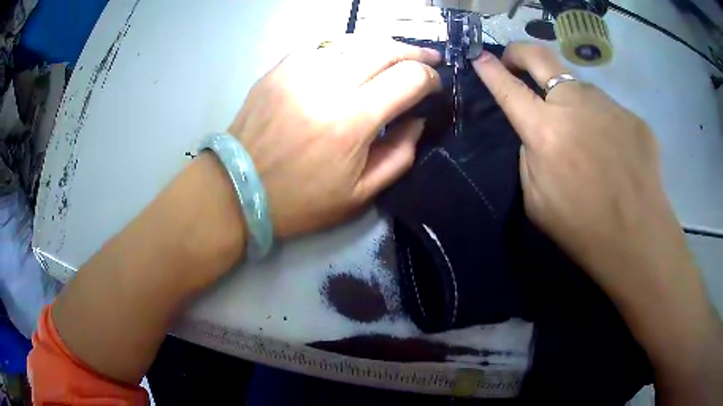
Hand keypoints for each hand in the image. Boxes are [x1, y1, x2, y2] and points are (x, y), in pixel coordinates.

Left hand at [228, 38, 441, 237]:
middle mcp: (327, 84)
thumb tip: (417, 120)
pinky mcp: (281, 67)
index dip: (430, 78)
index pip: (408, 78)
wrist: (237, 188)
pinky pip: (325, 45)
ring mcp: (300, 70)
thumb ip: (399, 155)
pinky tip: (355, 59)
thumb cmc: (299, 200)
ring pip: (356, 40)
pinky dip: (349, 49)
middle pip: (385, 49)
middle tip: (429, 59)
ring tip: (397, 56)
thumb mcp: (359, 195)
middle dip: (415, 52)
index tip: (435, 86)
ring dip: (384, 46)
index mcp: (351, 121)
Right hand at [473, 43, 722, 404]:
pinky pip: (608, 112)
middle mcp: (575, 105)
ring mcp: (608, 105)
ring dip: (573, 103)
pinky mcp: (632, 116)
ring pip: (580, 89)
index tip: (479, 56)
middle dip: (520, 52)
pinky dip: (604, 125)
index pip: (508, 88)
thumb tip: (538, 132)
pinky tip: (615, 155)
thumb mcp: (536, 201)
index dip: (490, 69)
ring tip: (588, 140)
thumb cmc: (583, 229)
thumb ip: (531, 156)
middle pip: (540, 56)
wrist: (638, 239)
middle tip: (516, 60)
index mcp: (545, 131)